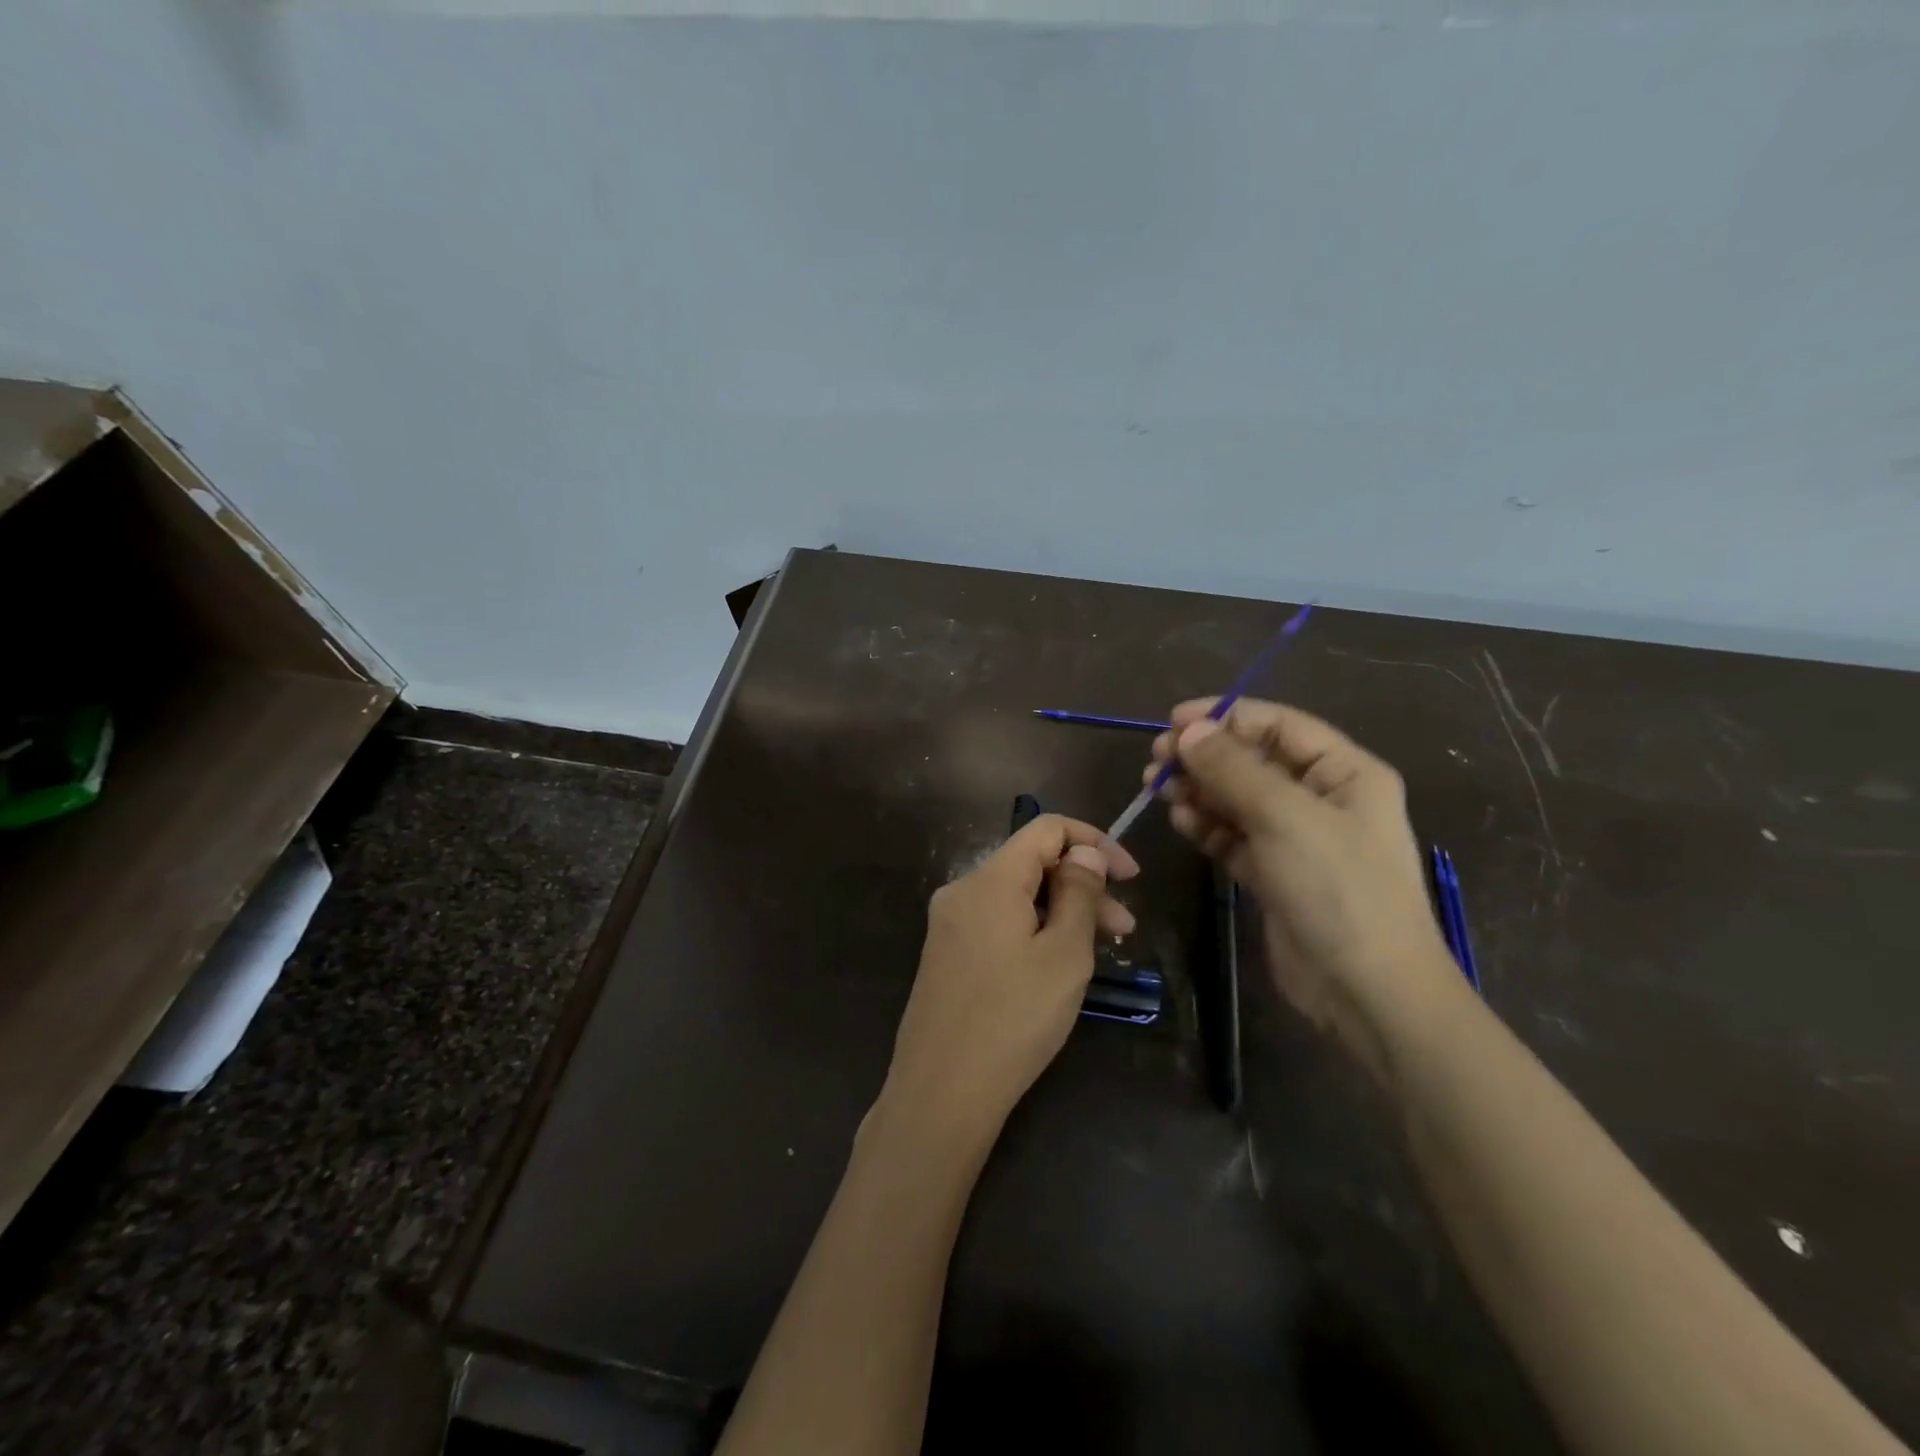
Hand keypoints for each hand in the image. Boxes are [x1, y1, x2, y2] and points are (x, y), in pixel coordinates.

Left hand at [881, 815, 1139, 1146]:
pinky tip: (1057, 964)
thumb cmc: (1014, 1019)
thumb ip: (1078, 893)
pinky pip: (998, 922)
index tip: (1130, 876)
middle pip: (1031, 864)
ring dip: (1061, 912)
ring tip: (1101, 952)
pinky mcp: (946, 953)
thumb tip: (1084, 852)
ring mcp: (949, 923)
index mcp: (989, 880)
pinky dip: (1033, 930)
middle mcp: (962, 890)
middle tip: (1124, 930)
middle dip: (1083, 885)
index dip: (1093, 842)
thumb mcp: (1064, 954)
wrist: (941, 1092)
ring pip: (1016, 897)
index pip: (1046, 828)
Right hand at [1146, 698, 1457, 1080]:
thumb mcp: (1285, 817)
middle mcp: (1321, 799)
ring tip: (1158, 789)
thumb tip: (1190, 730)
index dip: (1226, 717)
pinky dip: (1206, 825)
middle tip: (1156, 760)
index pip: (1279, 725)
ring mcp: (1296, 839)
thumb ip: (1233, 769)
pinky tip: (1180, 821)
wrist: (1367, 990)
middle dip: (1205, 756)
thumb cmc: (1338, 888)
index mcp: (1344, 773)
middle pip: (1253, 761)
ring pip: (1237, 799)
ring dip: (1199, 790)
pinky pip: (1233, 836)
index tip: (1173, 721)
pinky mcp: (1273, 873)